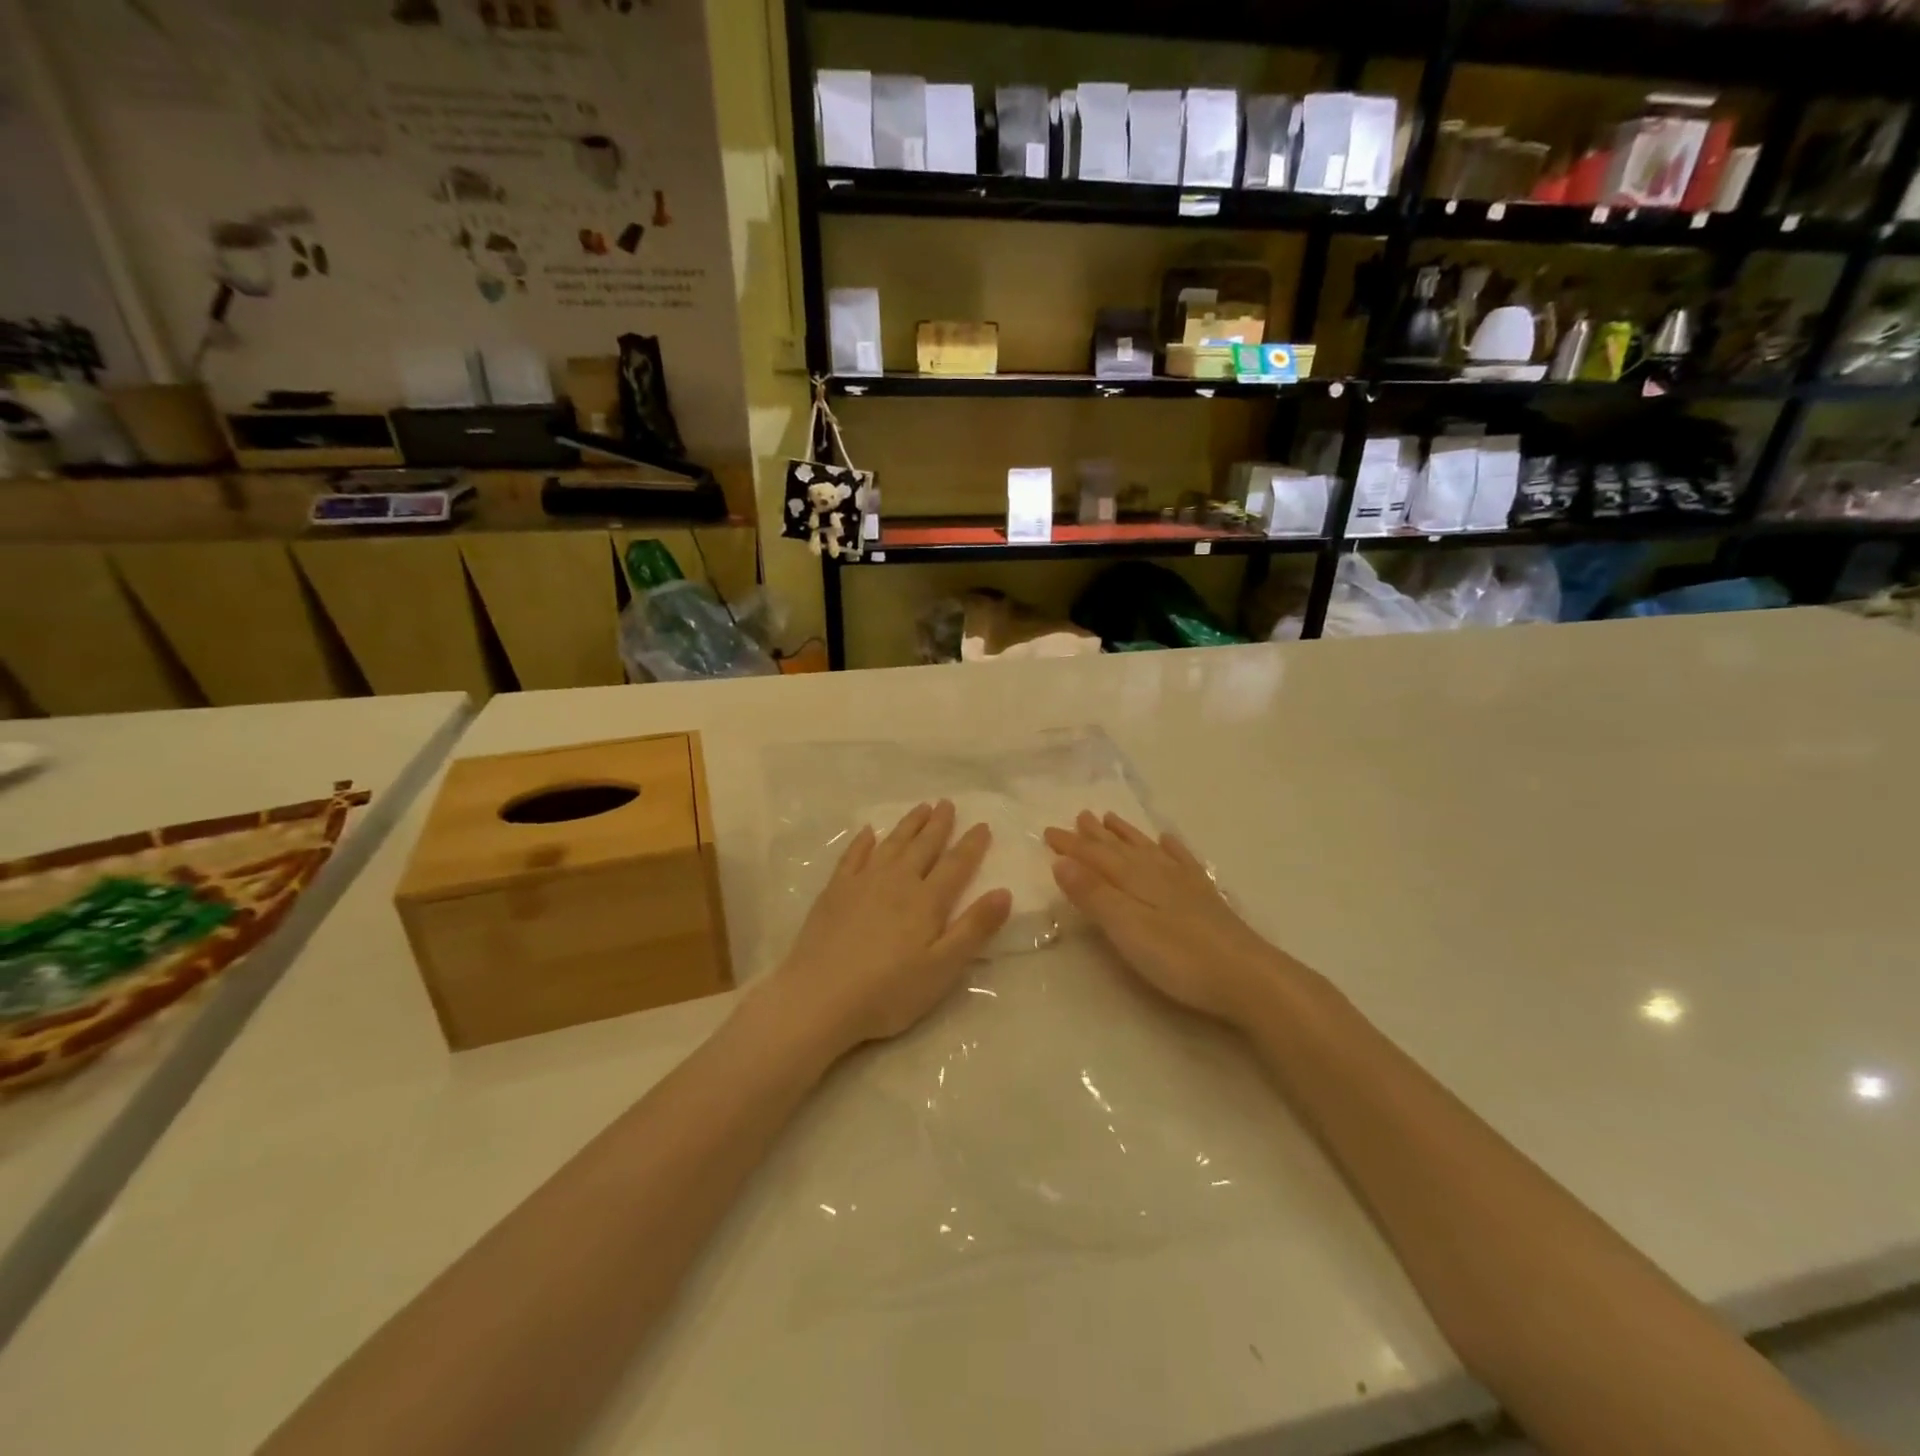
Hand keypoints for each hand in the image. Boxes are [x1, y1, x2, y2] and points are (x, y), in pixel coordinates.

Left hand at [761, 801, 1011, 1060]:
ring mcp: (862, 882)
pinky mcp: (835, 891)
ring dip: (908, 825)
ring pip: (891, 844)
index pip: (956, 865)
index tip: (982, 824)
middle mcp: (897, 881)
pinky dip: (863, 841)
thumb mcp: (942, 968)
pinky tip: (867, 832)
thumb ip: (974, 929)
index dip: (971, 845)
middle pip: (923, 846)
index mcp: (926, 901)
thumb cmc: (888, 991)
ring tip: (921, 807)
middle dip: (938, 824)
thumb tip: (1004, 891)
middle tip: (947, 803)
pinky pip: (853, 855)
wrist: (819, 997)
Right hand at [1045, 811, 1287, 1025]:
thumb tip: (1061, 861)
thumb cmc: (1180, 958)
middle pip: (1119, 850)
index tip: (1048, 832)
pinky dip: (1170, 848)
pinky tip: (1167, 841)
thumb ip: (1094, 895)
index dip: (1071, 846)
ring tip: (1110, 819)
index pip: (1095, 857)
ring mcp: (1184, 883)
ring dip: (1126, 835)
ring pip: (1147, 850)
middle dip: (1095, 836)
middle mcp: (1157, 873)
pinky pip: (1182, 861)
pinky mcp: (1205, 898)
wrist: (1249, 976)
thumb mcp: (1127, 929)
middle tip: (1077, 817)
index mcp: (1134, 880)